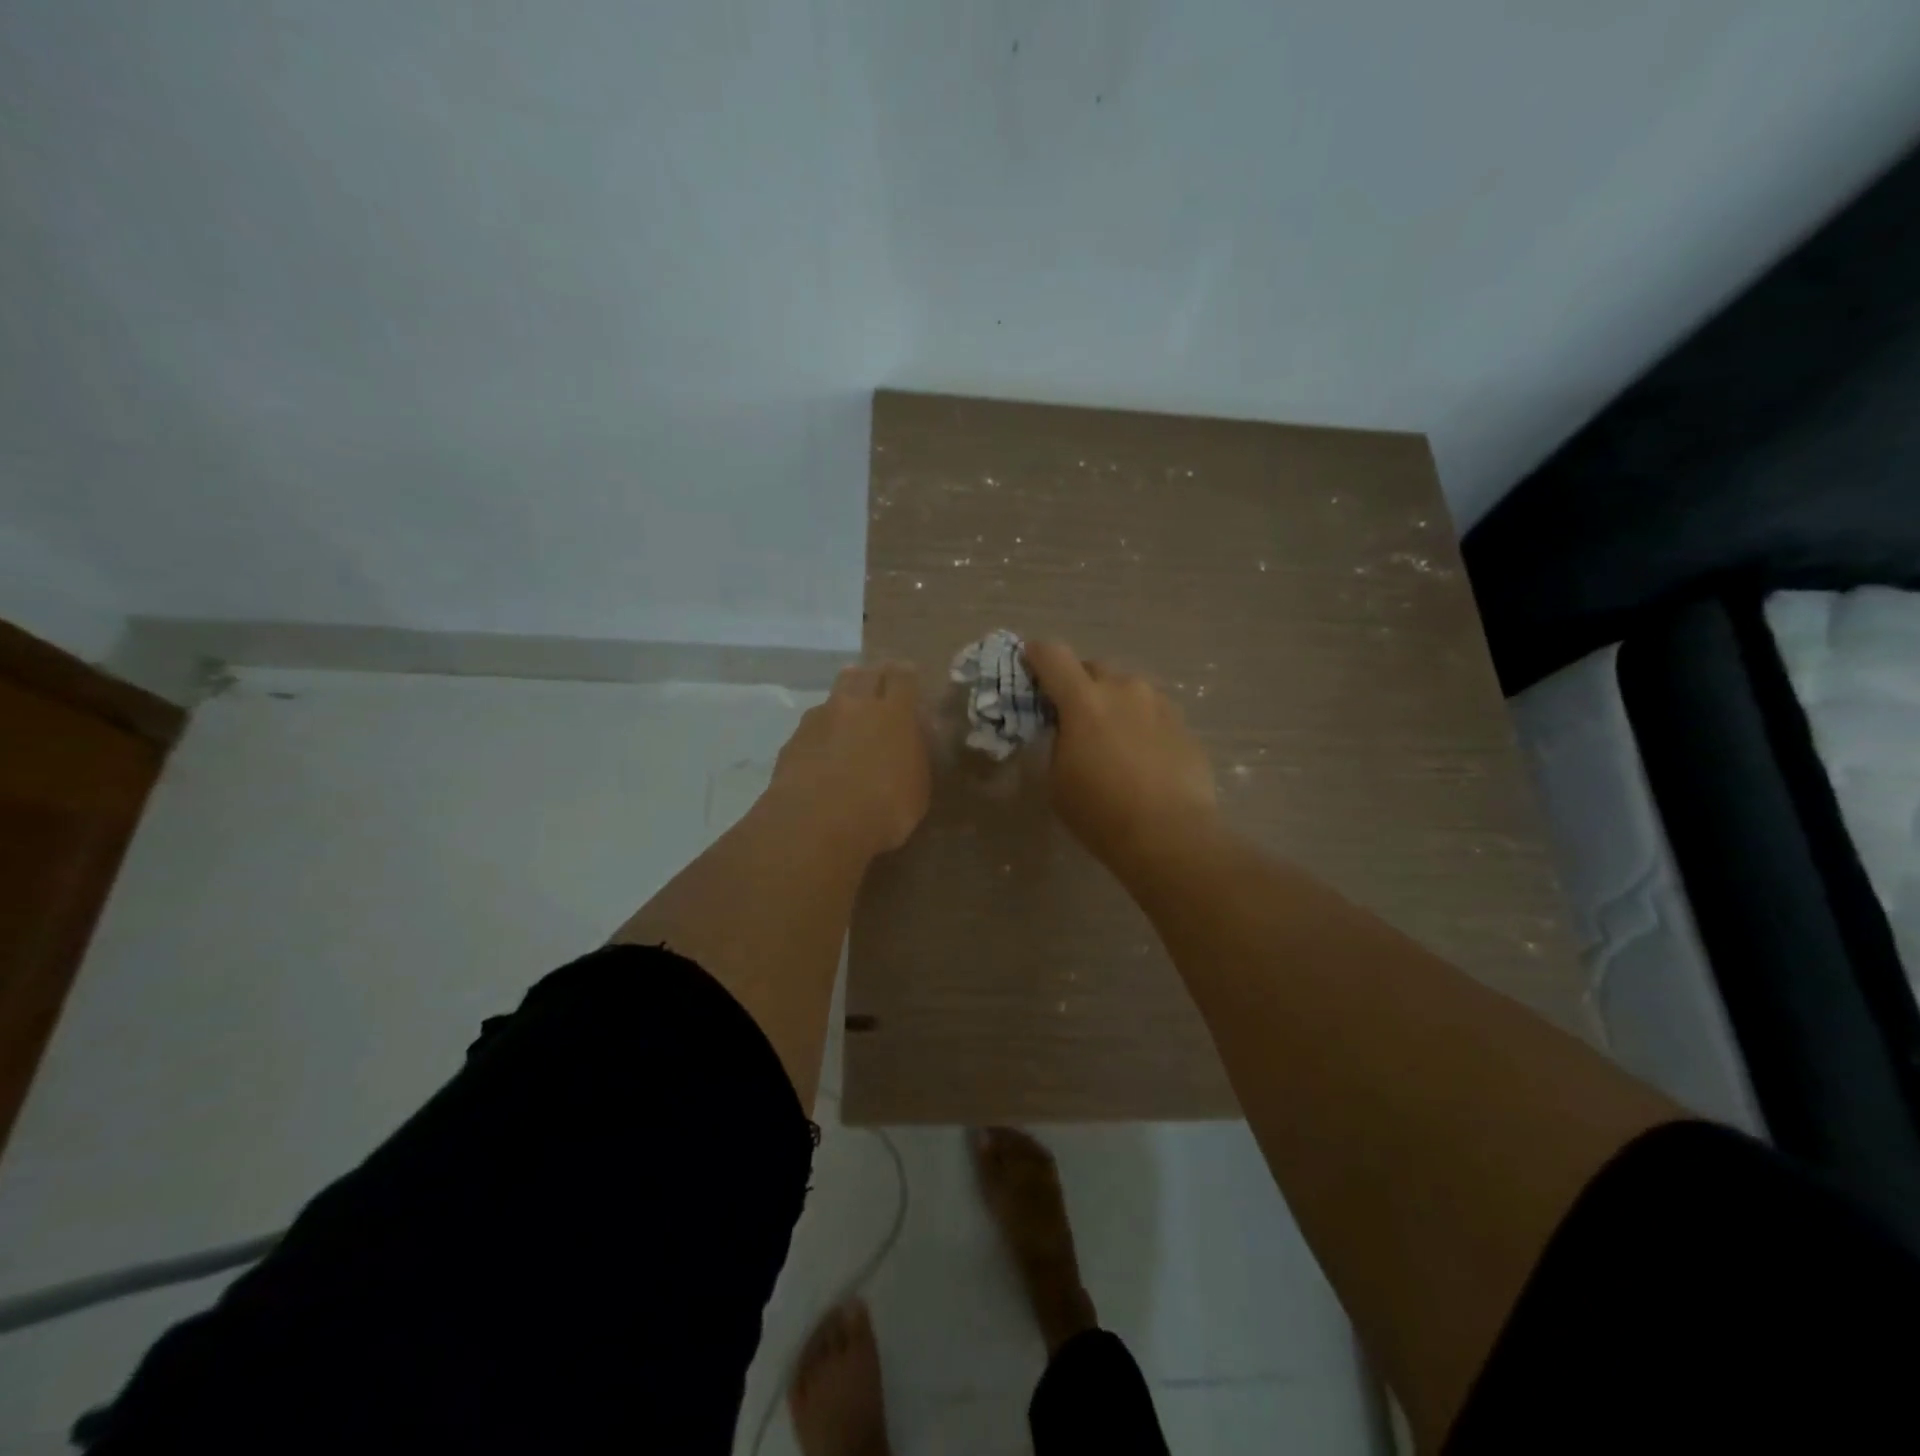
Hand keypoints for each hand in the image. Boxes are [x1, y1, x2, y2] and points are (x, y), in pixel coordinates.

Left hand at [768, 662, 930, 859]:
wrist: (816, 822)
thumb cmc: (882, 809)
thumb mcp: (917, 791)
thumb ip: (915, 759)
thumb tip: (912, 744)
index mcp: (894, 714)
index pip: (903, 677)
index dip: (906, 675)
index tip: (908, 678)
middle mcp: (856, 705)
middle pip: (864, 674)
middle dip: (873, 676)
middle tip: (879, 687)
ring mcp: (819, 719)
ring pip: (834, 695)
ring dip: (844, 699)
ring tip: (848, 714)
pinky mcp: (793, 739)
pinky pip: (812, 724)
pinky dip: (821, 730)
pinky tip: (823, 748)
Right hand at [1024, 640, 1218, 871]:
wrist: (1170, 834)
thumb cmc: (1101, 812)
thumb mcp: (1058, 778)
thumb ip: (1059, 740)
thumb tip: (1068, 729)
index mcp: (1084, 700)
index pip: (1052, 654)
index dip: (1036, 656)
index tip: (1030, 667)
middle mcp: (1124, 688)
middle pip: (1092, 667)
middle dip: (1079, 685)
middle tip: (1074, 717)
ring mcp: (1159, 703)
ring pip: (1127, 688)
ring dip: (1113, 703)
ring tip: (1113, 739)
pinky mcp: (1183, 722)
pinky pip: (1152, 710)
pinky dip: (1141, 723)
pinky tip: (1143, 756)